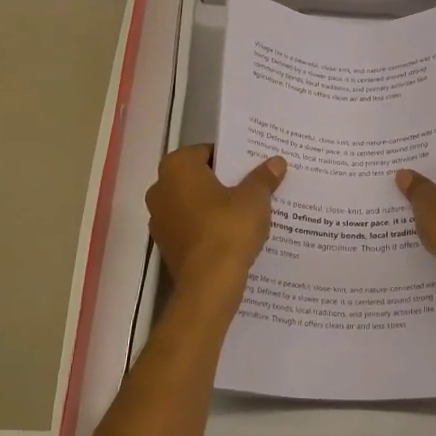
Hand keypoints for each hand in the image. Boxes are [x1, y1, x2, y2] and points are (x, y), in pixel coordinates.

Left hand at [147, 145, 285, 296]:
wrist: (209, 284)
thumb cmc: (228, 229)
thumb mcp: (254, 199)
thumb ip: (263, 177)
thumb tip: (276, 161)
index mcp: (176, 168)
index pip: (207, 151)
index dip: (232, 157)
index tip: (252, 166)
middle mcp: (160, 188)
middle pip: (198, 177)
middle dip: (223, 181)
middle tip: (254, 185)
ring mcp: (159, 219)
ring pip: (194, 203)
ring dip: (215, 205)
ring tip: (247, 211)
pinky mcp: (166, 245)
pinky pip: (191, 227)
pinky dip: (208, 227)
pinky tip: (234, 234)